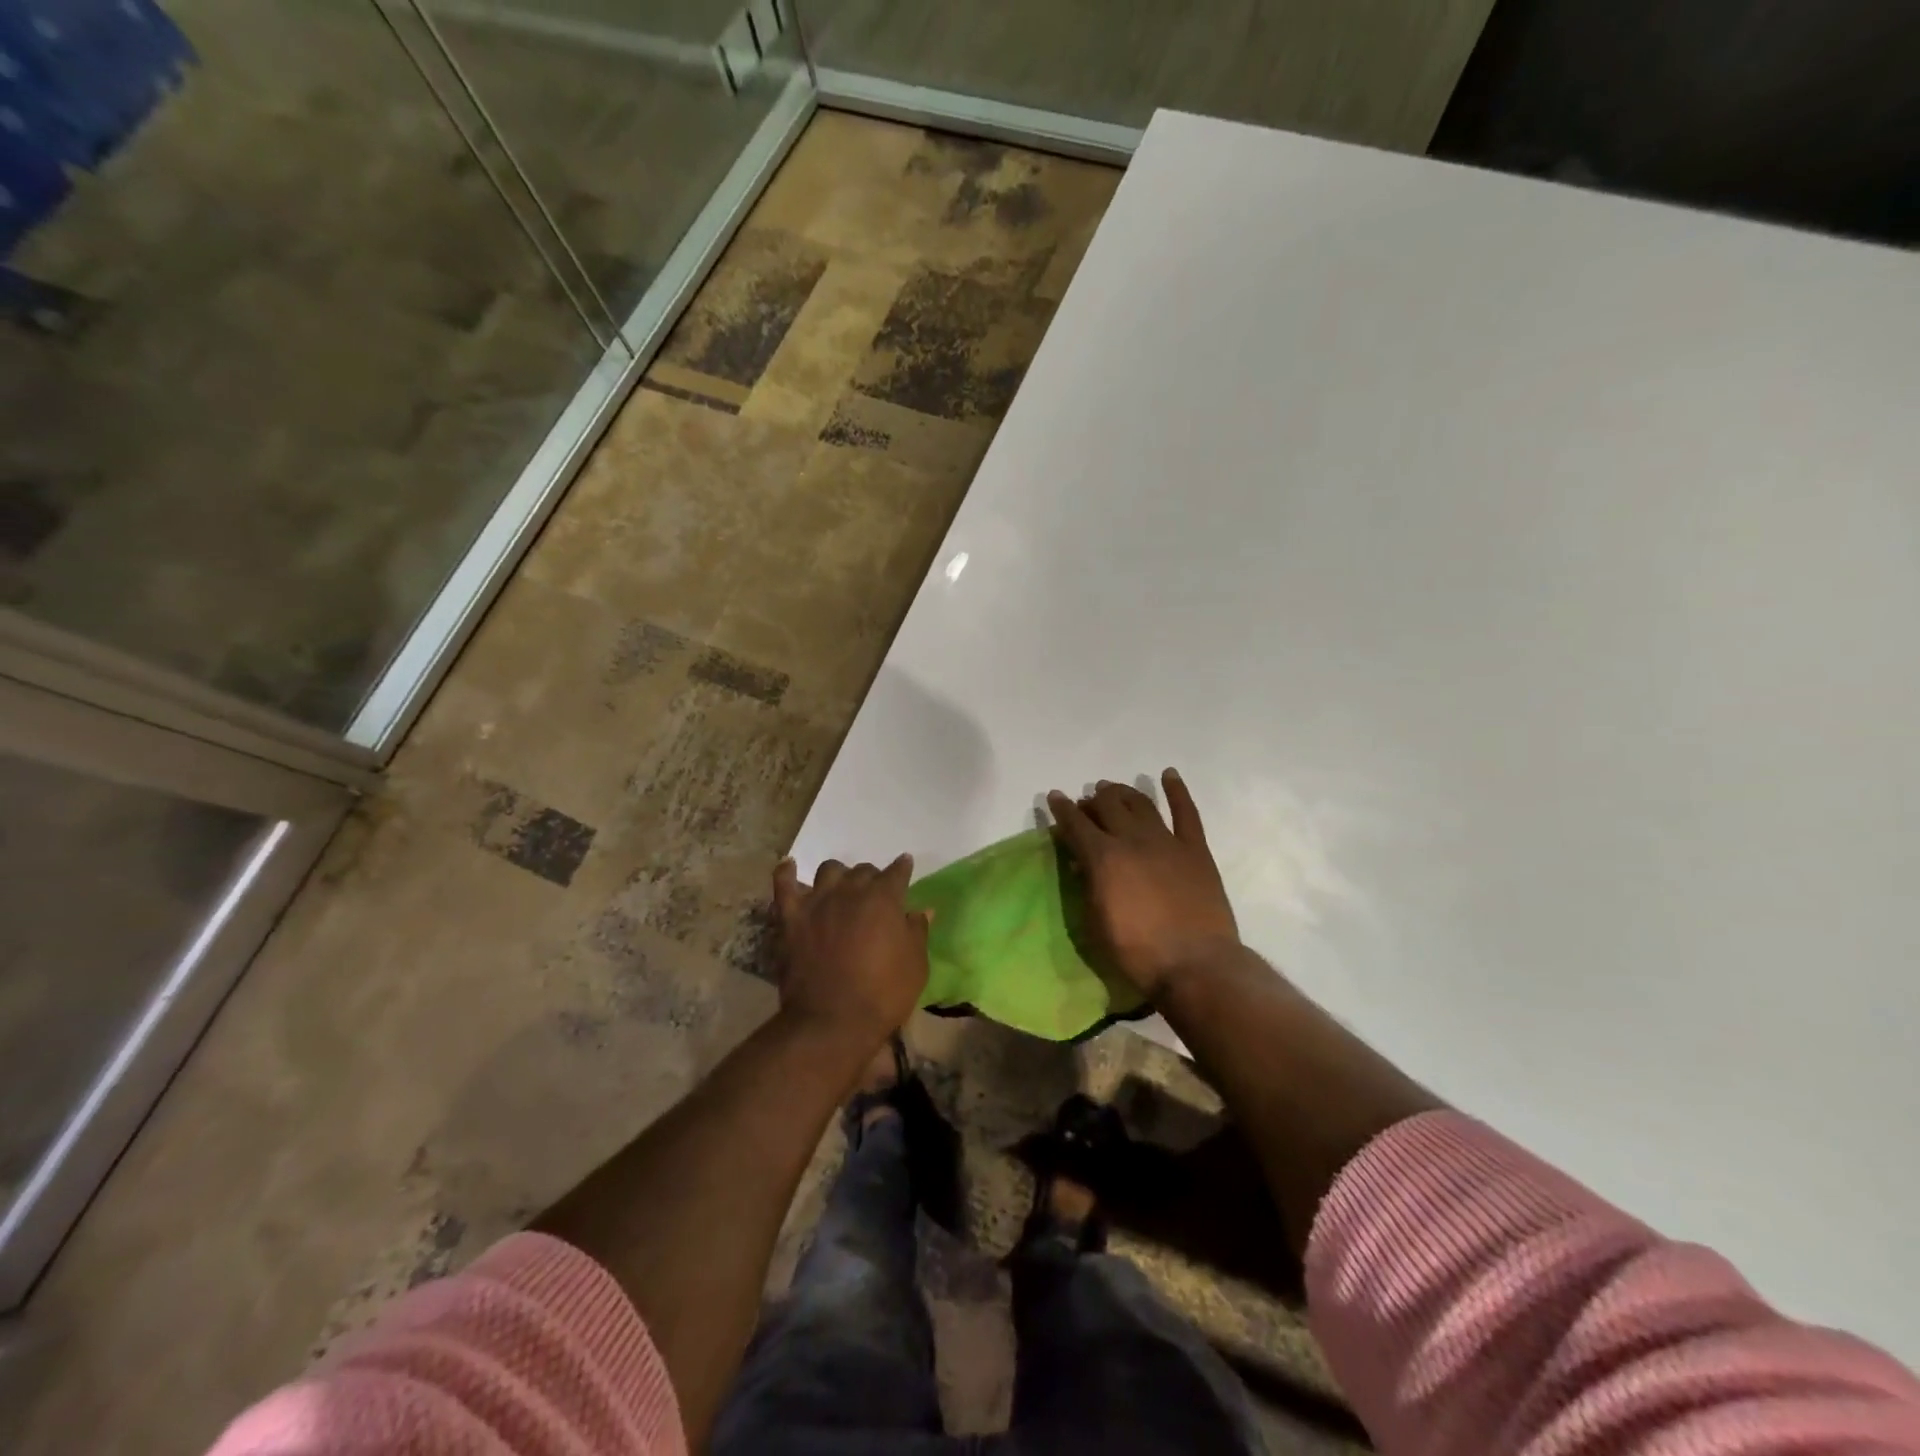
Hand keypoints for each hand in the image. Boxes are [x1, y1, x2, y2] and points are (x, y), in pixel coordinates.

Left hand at [773, 855, 929, 1051]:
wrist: (833, 1021)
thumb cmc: (883, 994)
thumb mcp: (916, 965)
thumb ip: (918, 931)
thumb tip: (921, 910)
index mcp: (884, 898)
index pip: (897, 872)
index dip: (902, 868)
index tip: (905, 866)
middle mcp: (850, 891)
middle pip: (862, 870)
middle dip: (872, 878)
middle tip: (874, 894)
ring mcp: (817, 901)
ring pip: (828, 870)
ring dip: (838, 876)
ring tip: (840, 888)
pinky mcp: (790, 917)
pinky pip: (784, 885)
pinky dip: (786, 873)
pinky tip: (789, 867)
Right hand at [1046, 771, 1239, 999]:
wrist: (1195, 964)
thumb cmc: (1137, 952)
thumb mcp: (1096, 922)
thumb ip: (1088, 886)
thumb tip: (1082, 863)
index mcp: (1103, 858)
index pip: (1076, 824)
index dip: (1062, 809)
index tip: (1055, 797)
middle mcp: (1132, 840)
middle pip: (1108, 806)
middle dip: (1093, 800)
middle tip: (1088, 801)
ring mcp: (1167, 841)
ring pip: (1141, 803)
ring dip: (1124, 792)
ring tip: (1114, 788)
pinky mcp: (1195, 850)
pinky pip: (1186, 813)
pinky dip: (1177, 791)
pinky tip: (1168, 775)